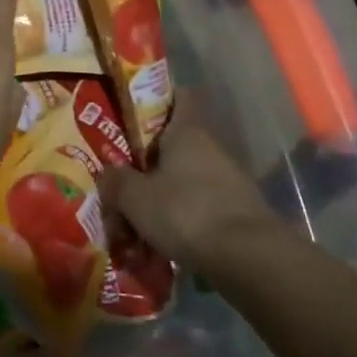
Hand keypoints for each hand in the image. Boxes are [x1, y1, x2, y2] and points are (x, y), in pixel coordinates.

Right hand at [98, 100, 286, 284]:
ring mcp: (229, 181)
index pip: (179, 96)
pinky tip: (161, 244)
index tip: (134, 111)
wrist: (250, 261)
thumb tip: (107, 175)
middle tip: (122, 179)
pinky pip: (199, 207)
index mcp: (187, 131)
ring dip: (163, 196)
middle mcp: (211, 148)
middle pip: (175, 144)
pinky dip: (181, 221)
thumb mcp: (135, 197)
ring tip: (136, 223)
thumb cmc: (186, 212)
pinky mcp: (238, 213)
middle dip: (149, 162)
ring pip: (186, 179)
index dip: (157, 98)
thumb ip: (115, 181)